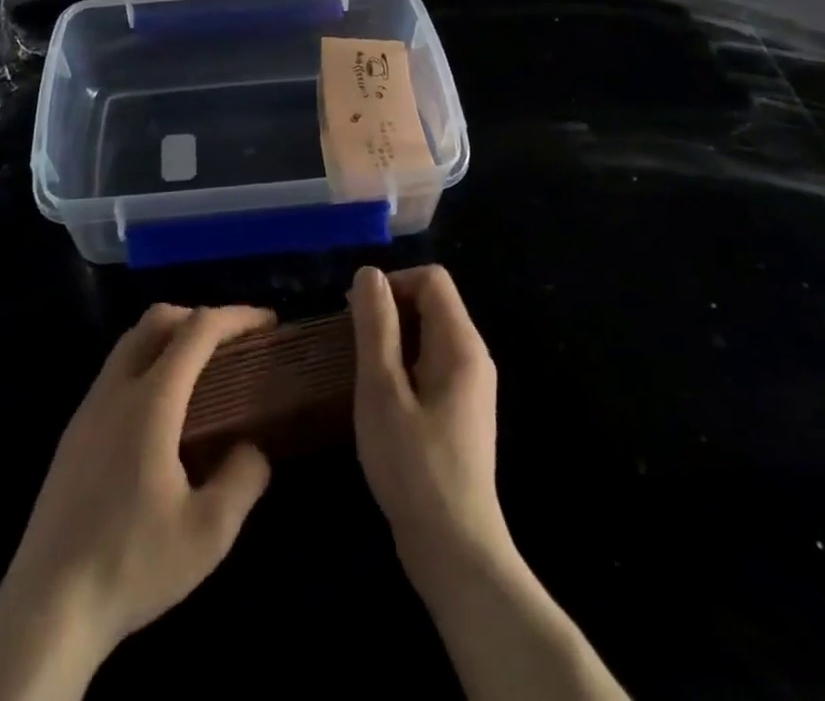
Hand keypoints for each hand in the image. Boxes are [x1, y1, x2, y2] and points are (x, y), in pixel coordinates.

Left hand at [0, 305, 276, 682]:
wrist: (46, 607)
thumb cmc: (131, 564)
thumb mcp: (208, 534)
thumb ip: (243, 480)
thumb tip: (253, 449)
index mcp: (151, 401)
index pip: (198, 330)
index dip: (236, 316)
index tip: (268, 322)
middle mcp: (116, 389)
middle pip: (157, 320)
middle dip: (200, 316)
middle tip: (233, 343)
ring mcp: (88, 408)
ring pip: (131, 342)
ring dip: (170, 337)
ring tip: (202, 371)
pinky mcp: (73, 432)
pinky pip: (115, 371)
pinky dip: (147, 363)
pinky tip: (162, 412)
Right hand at [349, 266, 510, 590]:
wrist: (454, 550)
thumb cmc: (413, 465)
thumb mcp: (382, 389)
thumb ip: (376, 326)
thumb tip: (369, 274)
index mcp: (461, 344)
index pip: (432, 279)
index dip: (393, 283)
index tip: (357, 314)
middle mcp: (473, 356)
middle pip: (432, 302)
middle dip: (389, 310)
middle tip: (351, 343)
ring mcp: (469, 386)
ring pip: (428, 334)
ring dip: (392, 338)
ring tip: (360, 370)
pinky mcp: (460, 411)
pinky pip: (430, 363)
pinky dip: (402, 364)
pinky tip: (379, 397)